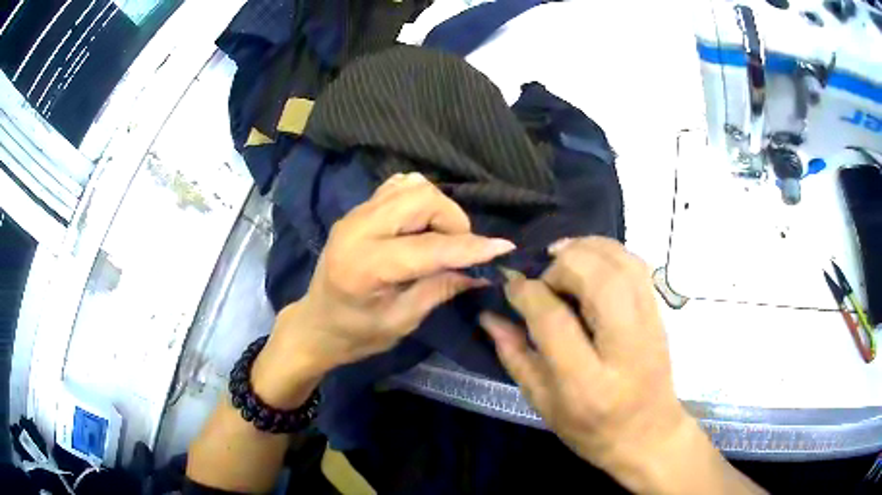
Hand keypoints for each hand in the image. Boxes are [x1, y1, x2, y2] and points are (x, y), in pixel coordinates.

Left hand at [254, 173, 514, 406]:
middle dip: (454, 221)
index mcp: (365, 266)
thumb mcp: (402, 321)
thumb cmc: (356, 334)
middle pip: (422, 198)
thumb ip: (441, 289)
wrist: (316, 323)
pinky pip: (398, 187)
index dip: (470, 247)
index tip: (503, 248)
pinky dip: (420, 200)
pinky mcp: (358, 209)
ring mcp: (356, 213)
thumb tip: (483, 271)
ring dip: (439, 210)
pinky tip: (422, 225)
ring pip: (413, 186)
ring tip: (441, 239)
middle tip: (460, 251)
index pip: (428, 247)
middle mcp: (358, 228)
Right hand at [480, 237, 738, 492]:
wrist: (649, 434)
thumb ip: (515, 356)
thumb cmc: (591, 430)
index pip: (554, 319)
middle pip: (597, 278)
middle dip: (561, 264)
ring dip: (586, 248)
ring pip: (621, 263)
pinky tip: (589, 260)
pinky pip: (637, 265)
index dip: (526, 292)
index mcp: (587, 382)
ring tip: (562, 259)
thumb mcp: (543, 403)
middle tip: (544, 279)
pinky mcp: (659, 314)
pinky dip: (609, 251)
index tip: (510, 284)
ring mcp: (649, 326)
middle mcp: (624, 348)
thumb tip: (490, 315)